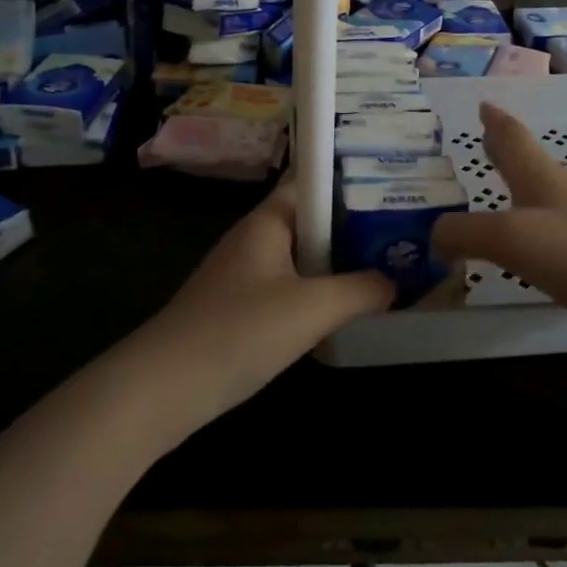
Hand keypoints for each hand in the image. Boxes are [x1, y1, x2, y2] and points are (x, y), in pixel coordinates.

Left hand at [135, 180, 391, 424]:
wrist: (164, 388)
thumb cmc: (239, 331)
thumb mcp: (312, 308)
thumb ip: (360, 290)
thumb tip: (394, 282)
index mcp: (268, 220)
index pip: (313, 180)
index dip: (351, 177)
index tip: (394, 184)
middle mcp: (256, 238)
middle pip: (312, 219)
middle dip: (354, 224)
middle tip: (403, 231)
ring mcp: (245, 273)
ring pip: (303, 256)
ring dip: (338, 261)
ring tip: (386, 266)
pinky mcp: (241, 307)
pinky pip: (290, 286)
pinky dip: (318, 291)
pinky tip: (344, 309)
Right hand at [432, 103, 566, 337]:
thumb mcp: (511, 238)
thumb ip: (464, 233)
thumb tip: (431, 235)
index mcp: (538, 175)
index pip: (512, 136)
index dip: (495, 120)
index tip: (482, 103)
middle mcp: (558, 190)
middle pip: (525, 159)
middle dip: (502, 147)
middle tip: (481, 138)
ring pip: (536, 191)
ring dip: (513, 182)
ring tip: (493, 186)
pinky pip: (546, 226)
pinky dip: (525, 221)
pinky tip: (522, 241)